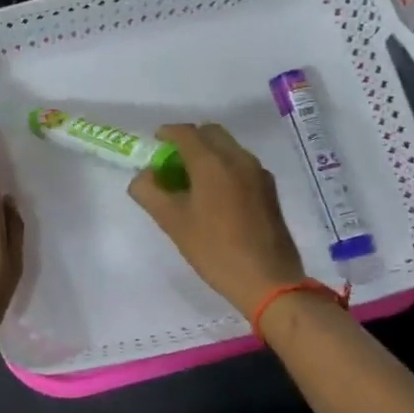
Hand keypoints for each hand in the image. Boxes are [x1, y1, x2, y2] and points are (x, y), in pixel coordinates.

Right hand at [127, 123, 307, 315]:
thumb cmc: (214, 249)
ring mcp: (258, 172)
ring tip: (192, 180)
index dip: (166, 133)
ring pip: (228, 148)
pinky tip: (216, 195)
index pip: (185, 133)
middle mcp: (238, 158)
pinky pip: (241, 164)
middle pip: (210, 133)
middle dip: (189, 140)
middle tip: (172, 162)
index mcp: (212, 162)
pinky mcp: (269, 189)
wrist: (267, 279)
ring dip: (208, 153)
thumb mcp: (172, 222)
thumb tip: (143, 176)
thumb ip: (150, 192)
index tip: (154, 143)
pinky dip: (224, 166)